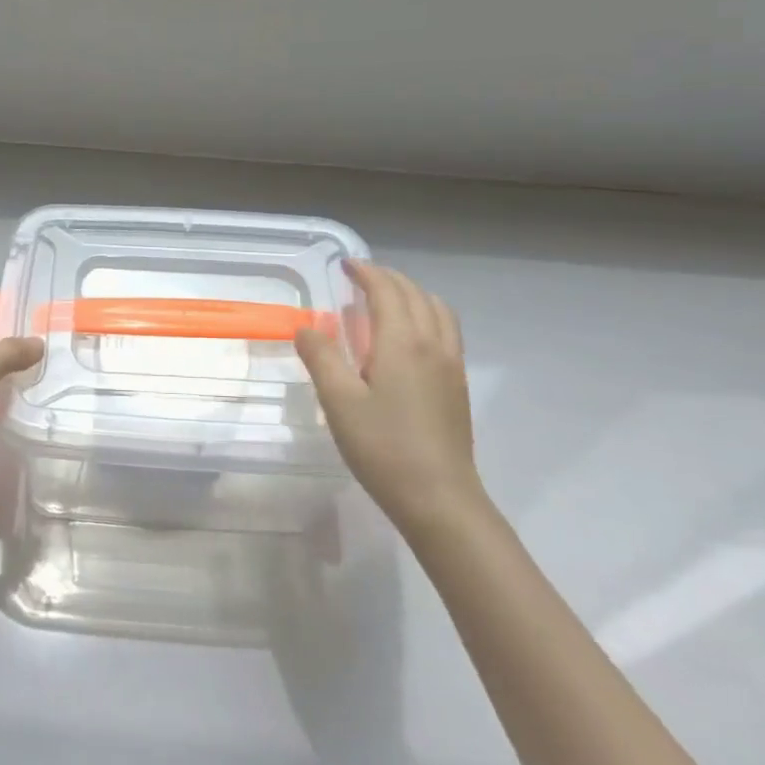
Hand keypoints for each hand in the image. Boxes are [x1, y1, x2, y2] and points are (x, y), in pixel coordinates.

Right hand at [295, 261, 481, 531]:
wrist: (440, 499)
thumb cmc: (383, 447)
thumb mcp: (339, 401)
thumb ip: (321, 357)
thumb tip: (306, 327)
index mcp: (402, 341)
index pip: (386, 290)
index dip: (366, 272)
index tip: (346, 265)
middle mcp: (432, 343)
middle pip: (414, 294)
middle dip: (388, 278)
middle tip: (360, 278)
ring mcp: (451, 364)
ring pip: (437, 309)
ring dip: (411, 293)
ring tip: (387, 300)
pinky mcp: (457, 384)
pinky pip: (446, 329)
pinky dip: (427, 313)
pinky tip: (409, 336)